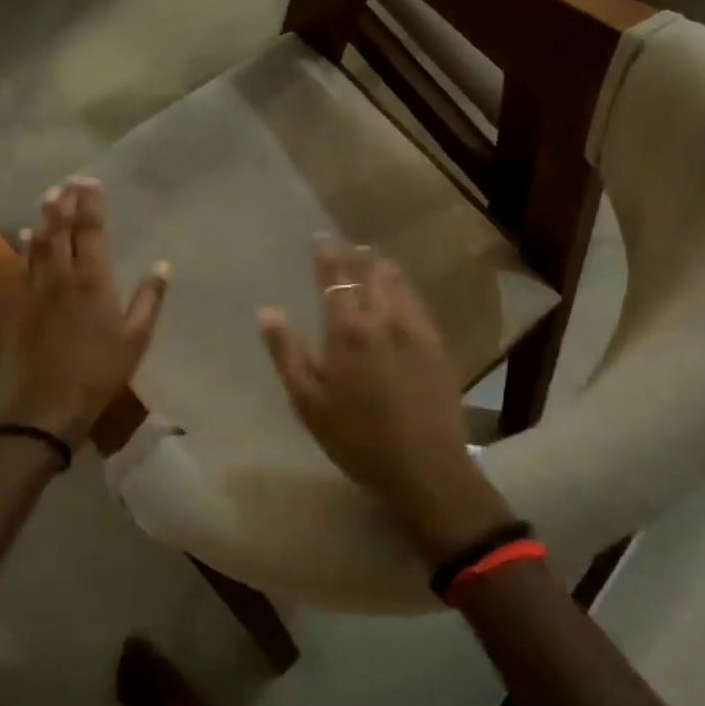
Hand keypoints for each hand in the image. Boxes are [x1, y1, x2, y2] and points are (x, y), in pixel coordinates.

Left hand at [0, 178, 168, 447]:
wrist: (46, 406)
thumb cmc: (99, 373)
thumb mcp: (136, 339)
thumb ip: (149, 299)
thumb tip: (162, 265)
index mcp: (93, 281)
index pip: (91, 231)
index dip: (91, 204)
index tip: (93, 183)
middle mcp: (60, 276)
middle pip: (61, 229)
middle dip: (65, 202)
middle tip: (70, 181)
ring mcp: (33, 290)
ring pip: (37, 243)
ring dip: (44, 218)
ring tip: (49, 197)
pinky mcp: (14, 306)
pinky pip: (18, 268)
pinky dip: (22, 248)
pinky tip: (24, 237)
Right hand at [259, 238, 514, 562]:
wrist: (425, 467)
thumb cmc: (356, 439)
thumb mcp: (308, 402)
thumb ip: (286, 353)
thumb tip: (267, 311)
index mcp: (348, 331)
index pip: (335, 278)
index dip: (327, 254)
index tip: (320, 237)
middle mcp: (384, 319)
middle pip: (370, 272)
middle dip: (356, 255)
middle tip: (346, 245)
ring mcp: (416, 329)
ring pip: (398, 283)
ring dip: (381, 267)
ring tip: (371, 260)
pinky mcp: (437, 345)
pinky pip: (417, 302)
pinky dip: (402, 288)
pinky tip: (398, 293)